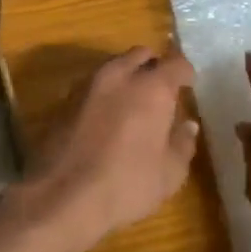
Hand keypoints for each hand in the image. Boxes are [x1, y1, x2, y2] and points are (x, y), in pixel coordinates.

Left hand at [20, 47, 199, 248]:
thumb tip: (188, 125)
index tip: (188, 87)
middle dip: (153, 67)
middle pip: (140, 55)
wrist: (62, 196)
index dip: (185, 73)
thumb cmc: (127, 184)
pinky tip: (106, 119)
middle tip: (160, 91)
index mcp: (151, 87)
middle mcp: (118, 76)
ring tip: (133, 105)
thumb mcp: (169, 173)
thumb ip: (182, 143)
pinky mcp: (63, 101)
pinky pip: (92, 86)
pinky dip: (104, 95)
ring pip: (113, 67)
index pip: (176, 63)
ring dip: (126, 78)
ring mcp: (87, 86)